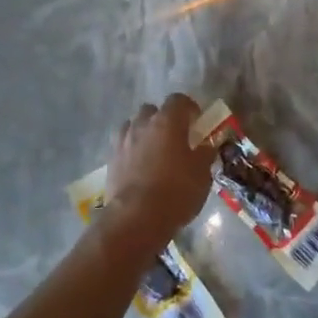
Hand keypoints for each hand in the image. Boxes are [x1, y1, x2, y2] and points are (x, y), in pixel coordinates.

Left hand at [105, 94, 214, 248]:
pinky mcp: (111, 160)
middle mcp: (142, 124)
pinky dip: (132, 150)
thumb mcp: (202, 174)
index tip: (196, 121)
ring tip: (154, 151)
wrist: (136, 217)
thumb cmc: (176, 191)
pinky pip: (123, 145)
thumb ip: (204, 154)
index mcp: (167, 121)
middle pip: (152, 110)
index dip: (189, 108)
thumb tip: (206, 146)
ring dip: (144, 133)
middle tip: (175, 137)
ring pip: (133, 126)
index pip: (178, 100)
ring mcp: (123, 141)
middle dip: (163, 119)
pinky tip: (139, 167)